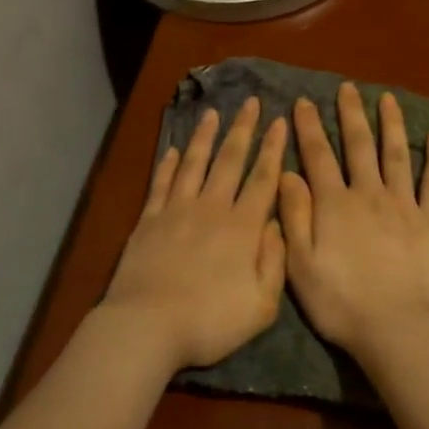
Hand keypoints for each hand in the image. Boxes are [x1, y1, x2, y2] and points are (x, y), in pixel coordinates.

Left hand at [103, 98, 288, 371]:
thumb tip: (278, 224)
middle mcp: (212, 208)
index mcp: (243, 227)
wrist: (148, 326)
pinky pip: (162, 183)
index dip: (273, 148)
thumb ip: (275, 261)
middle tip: (251, 102)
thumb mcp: (262, 304)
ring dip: (205, 137)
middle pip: (230, 160)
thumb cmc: (210, 321)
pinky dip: (169, 164)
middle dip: (243, 129)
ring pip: (195, 164)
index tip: (280, 121)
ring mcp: (177, 211)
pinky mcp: (149, 220)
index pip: (263, 178)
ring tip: (213, 112)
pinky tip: (174, 150)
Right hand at [279, 83, 428, 365]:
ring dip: (390, 124)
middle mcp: (368, 193)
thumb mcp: (300, 265)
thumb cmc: (341, 303)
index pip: (318, 156)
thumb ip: (293, 216)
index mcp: (334, 204)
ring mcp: (404, 204)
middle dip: (350, 114)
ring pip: (395, 154)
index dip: (309, 128)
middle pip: (358, 145)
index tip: (304, 102)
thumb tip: (287, 173)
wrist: (398, 329)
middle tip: (347, 88)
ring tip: (386, 98)